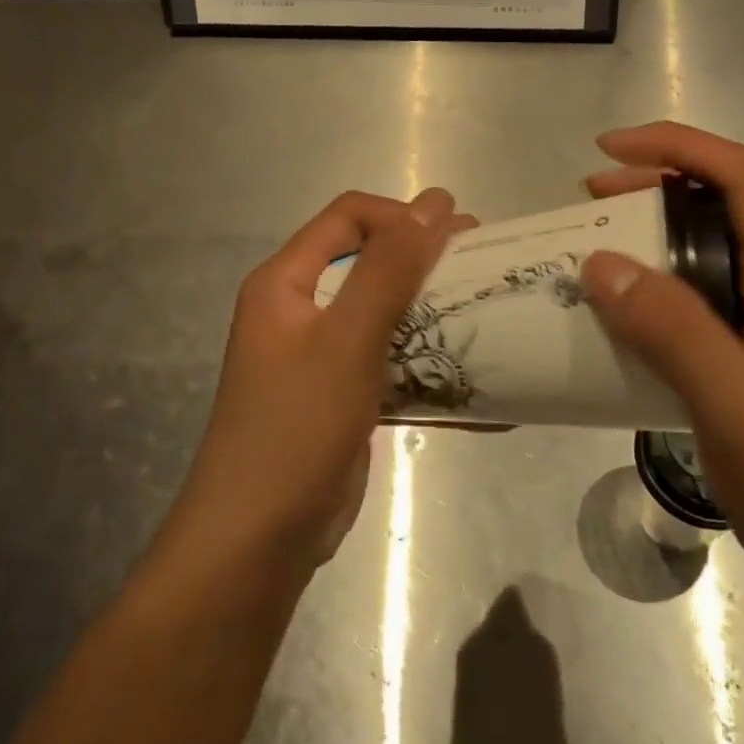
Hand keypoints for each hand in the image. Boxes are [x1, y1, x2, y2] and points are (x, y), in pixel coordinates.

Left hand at [165, 188, 466, 575]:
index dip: (402, 215)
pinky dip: (427, 359)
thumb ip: (390, 268)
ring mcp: (321, 356)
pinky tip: (473, 371)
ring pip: (384, 312)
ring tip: (484, 312)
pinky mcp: (342, 395)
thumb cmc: (296, 428)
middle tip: (483, 265)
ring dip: (432, 310)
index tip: (457, 235)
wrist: (258, 541)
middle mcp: (300, 310)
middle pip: (369, 262)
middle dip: (425, 260)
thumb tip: (435, 202)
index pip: (348, 217)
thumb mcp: (347, 340)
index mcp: (285, 282)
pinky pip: (390, 359)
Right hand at [579, 123, 743, 582]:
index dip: (676, 147)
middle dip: (653, 186)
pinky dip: (655, 288)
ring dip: (650, 237)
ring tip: (593, 249)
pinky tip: (620, 315)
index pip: (740, 177)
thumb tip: (601, 262)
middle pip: (721, 204)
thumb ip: (670, 329)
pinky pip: (699, 298)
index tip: (609, 150)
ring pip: (706, 251)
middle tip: (589, 199)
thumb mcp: (732, 401)